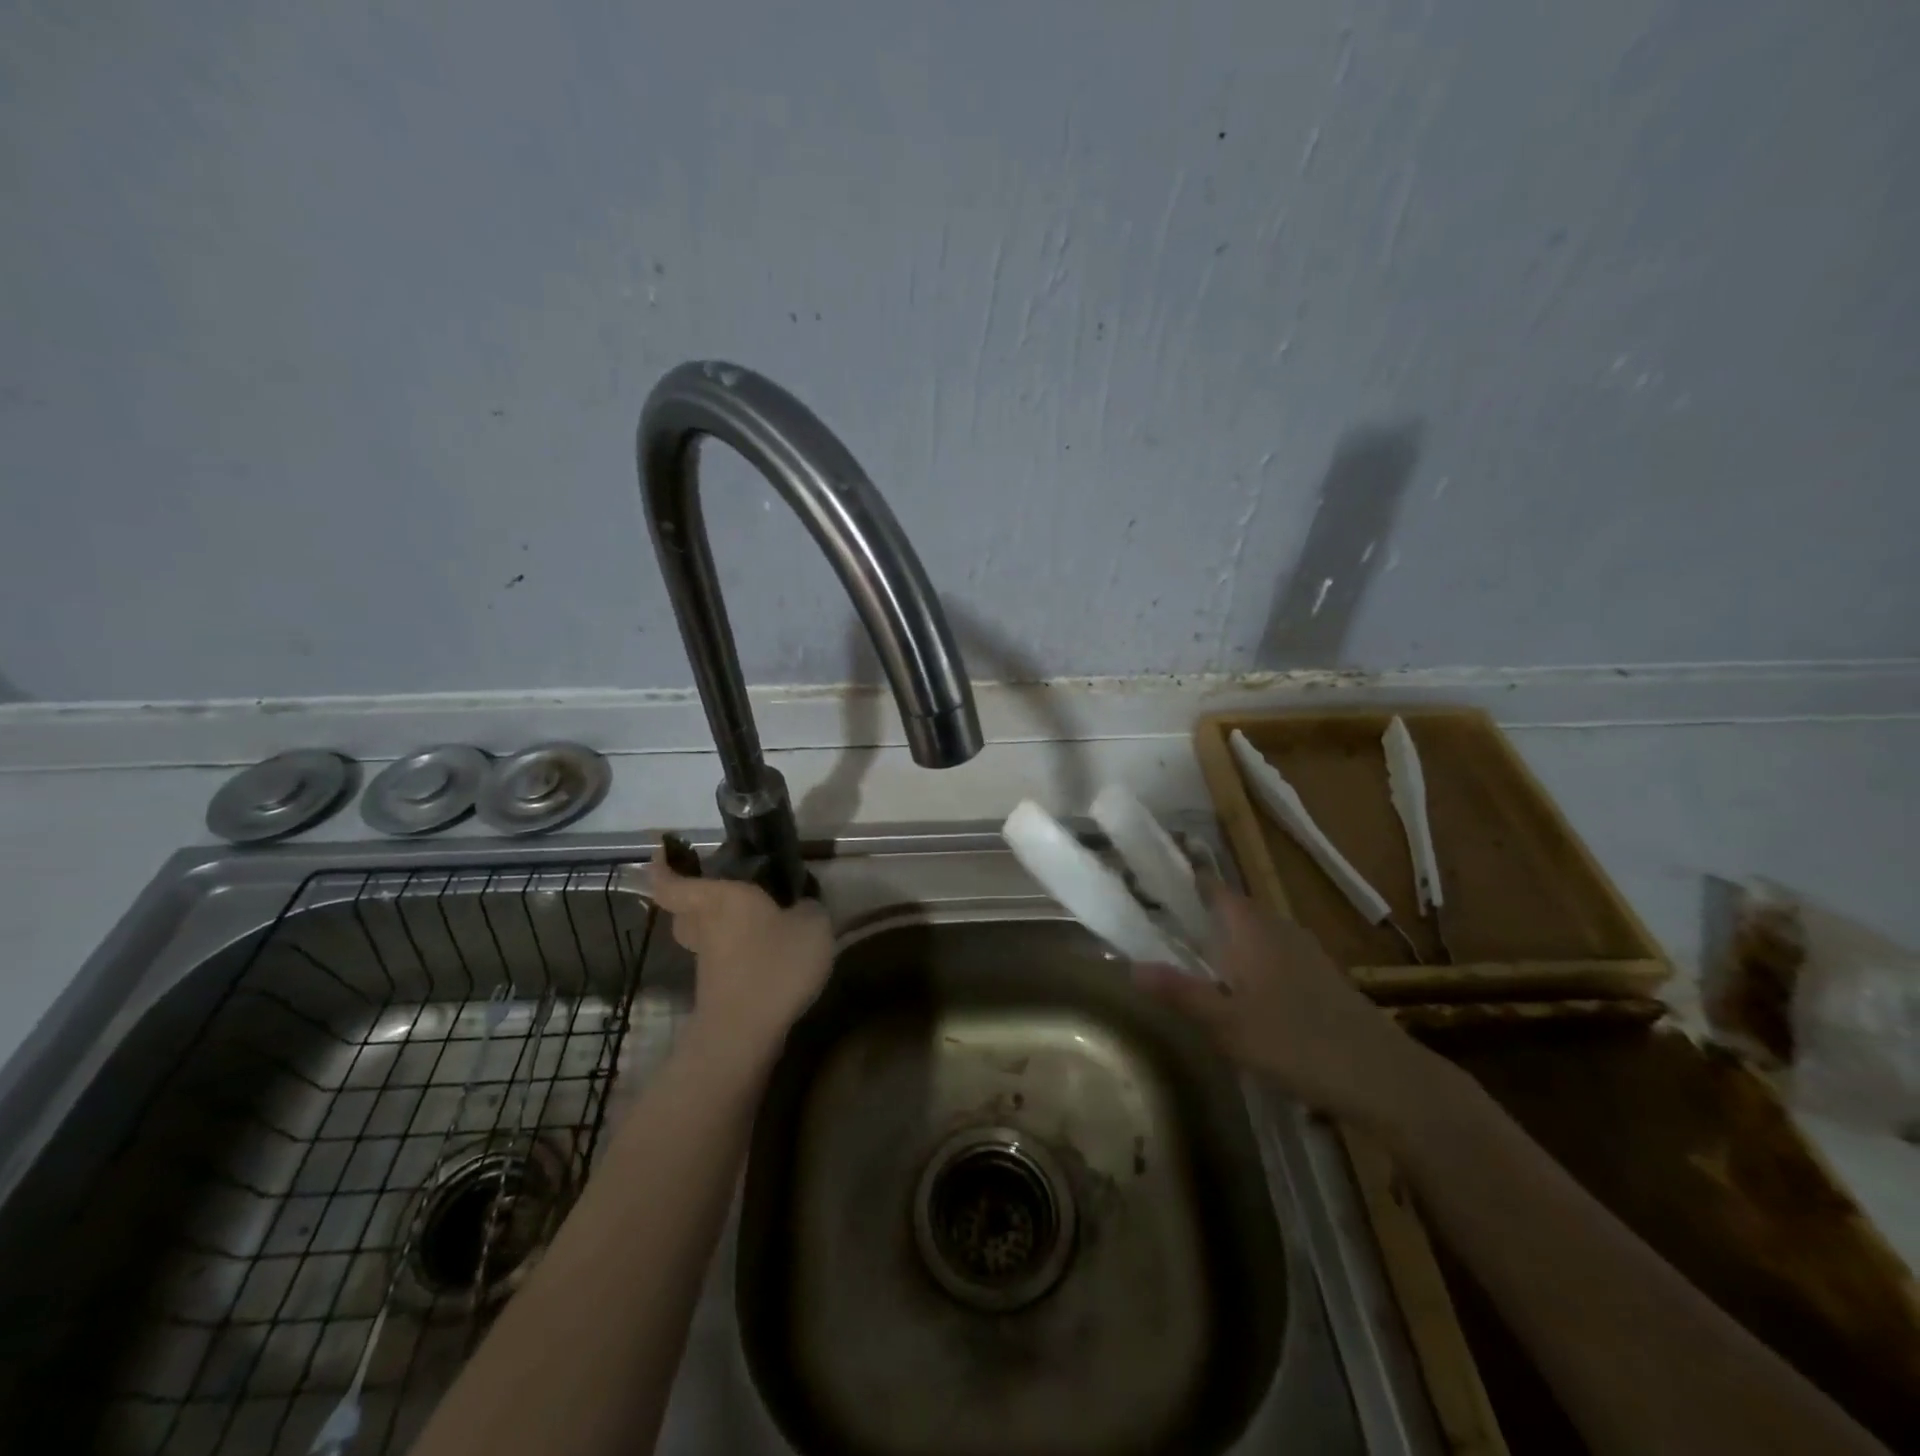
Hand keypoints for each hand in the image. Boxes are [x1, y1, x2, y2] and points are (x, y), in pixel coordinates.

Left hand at [646, 864, 833, 1065]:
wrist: (745, 1032)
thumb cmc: (774, 964)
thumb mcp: (812, 925)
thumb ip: (808, 908)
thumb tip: (801, 906)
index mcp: (721, 898)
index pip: (674, 881)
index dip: (663, 866)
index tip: (662, 850)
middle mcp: (706, 925)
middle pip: (685, 908)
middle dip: (692, 896)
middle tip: (717, 886)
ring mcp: (707, 960)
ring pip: (702, 933)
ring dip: (716, 925)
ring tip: (750, 918)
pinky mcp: (716, 987)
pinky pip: (720, 957)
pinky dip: (733, 951)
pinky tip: (763, 951)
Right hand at [1135, 883, 1434, 1130]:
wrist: (1384, 1078)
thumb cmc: (1297, 1043)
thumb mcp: (1227, 1024)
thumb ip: (1180, 992)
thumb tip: (1130, 967)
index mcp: (1251, 926)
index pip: (1209, 886)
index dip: (1179, 881)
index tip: (1145, 887)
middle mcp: (1276, 926)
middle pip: (1228, 908)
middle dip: (1195, 915)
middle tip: (1155, 930)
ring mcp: (1302, 950)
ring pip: (1250, 933)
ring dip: (1221, 940)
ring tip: (1188, 961)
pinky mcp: (1318, 976)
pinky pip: (1269, 954)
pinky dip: (1246, 961)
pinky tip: (1237, 994)